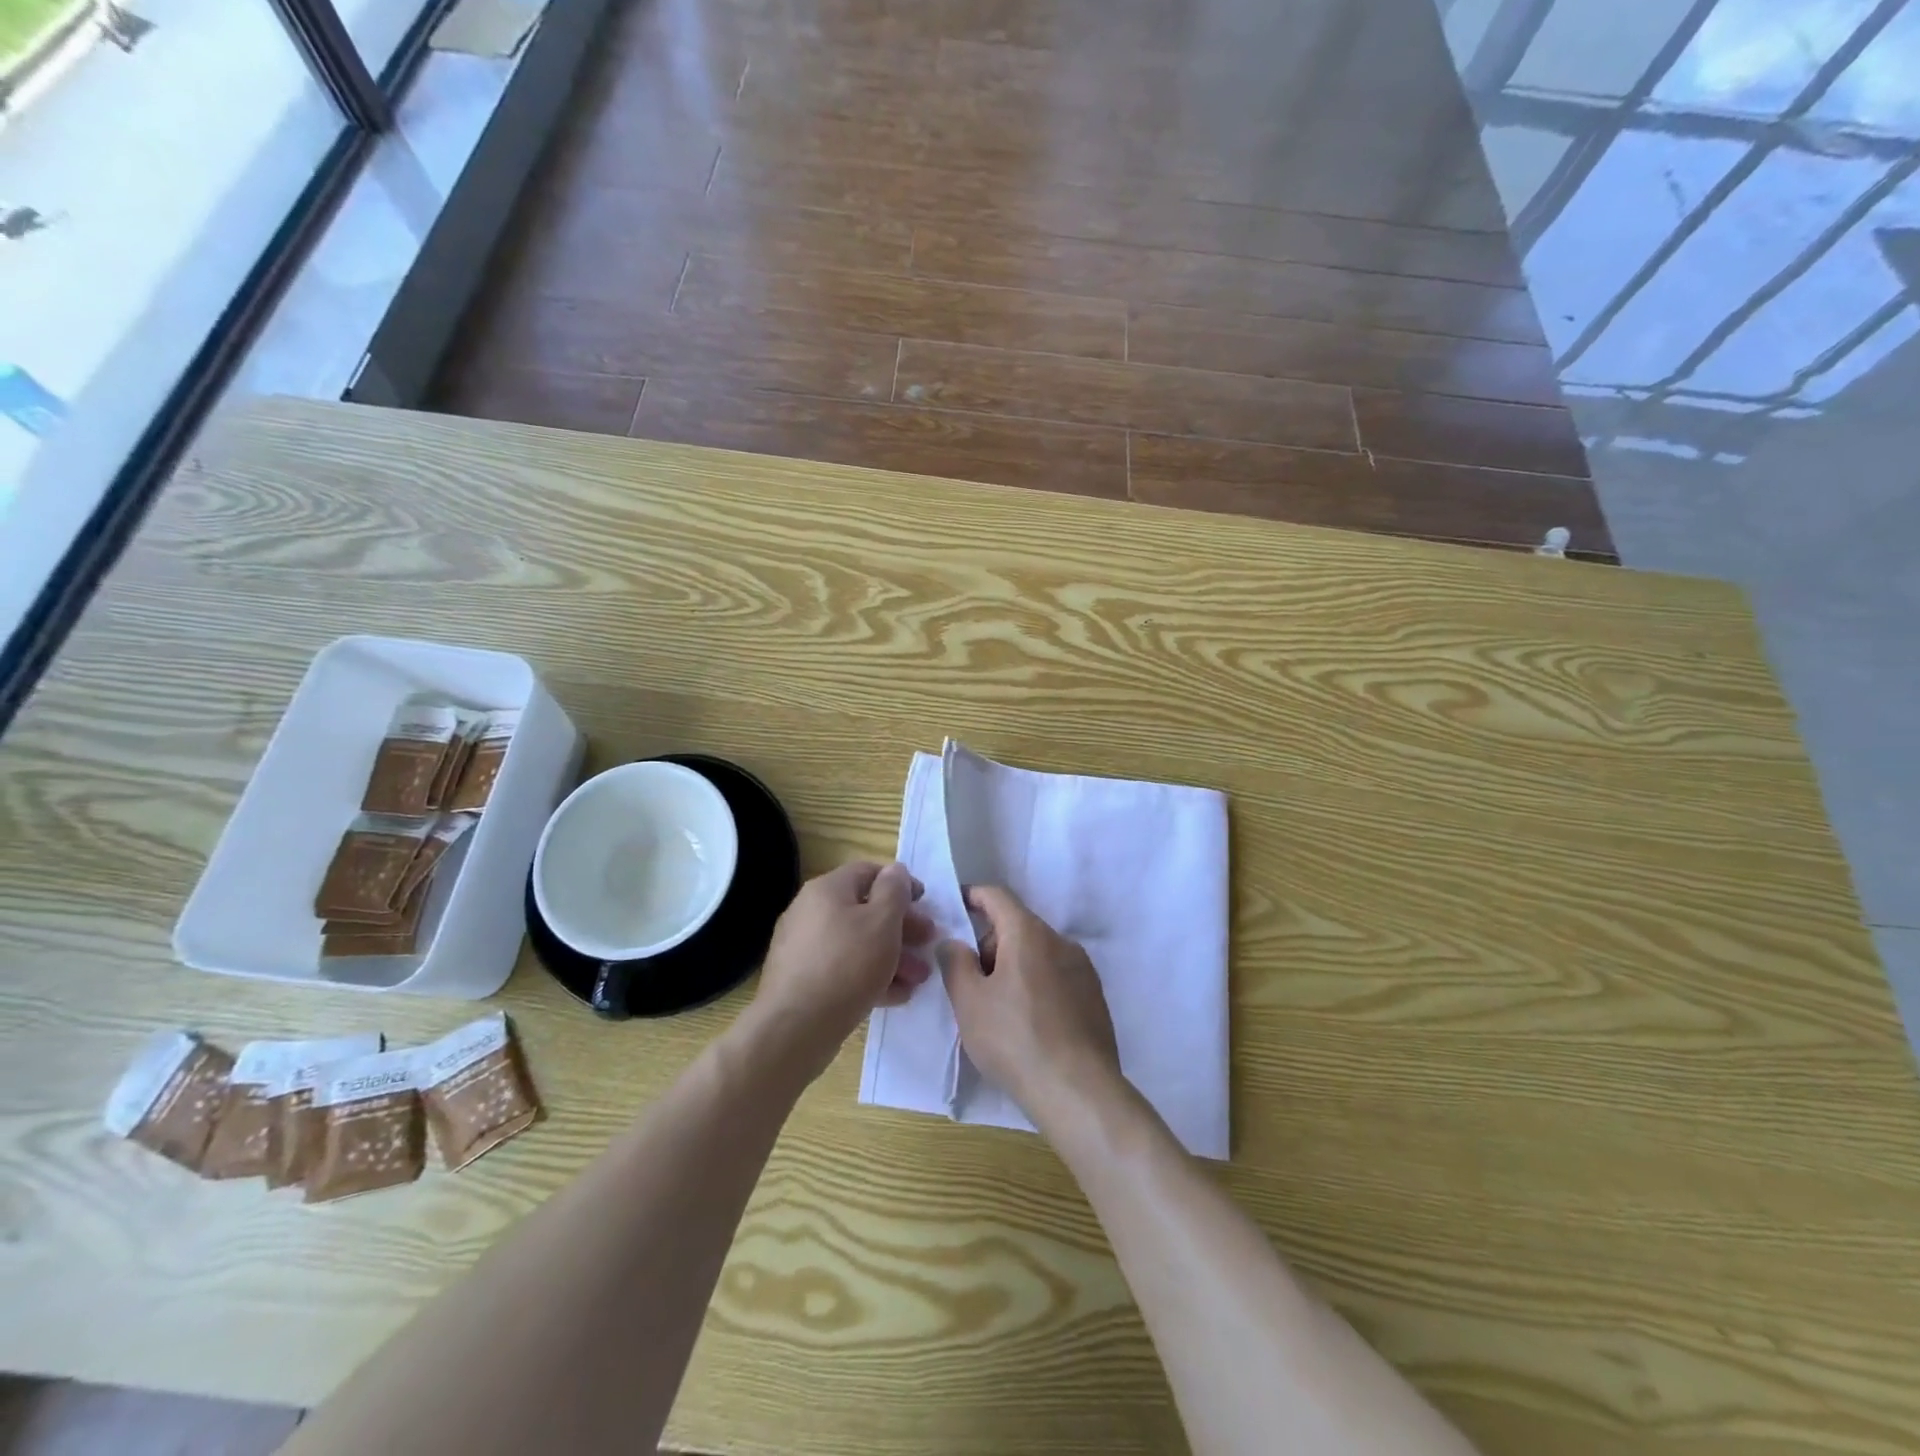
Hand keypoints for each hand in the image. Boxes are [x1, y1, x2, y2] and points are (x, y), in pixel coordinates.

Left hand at [751, 862, 933, 1079]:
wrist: (796, 1026)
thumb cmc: (847, 964)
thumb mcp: (882, 921)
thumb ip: (894, 890)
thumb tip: (896, 871)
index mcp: (827, 889)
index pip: (869, 872)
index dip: (901, 883)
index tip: (925, 904)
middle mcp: (810, 911)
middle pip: (864, 910)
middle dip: (901, 928)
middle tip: (928, 944)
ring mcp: (803, 947)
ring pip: (857, 943)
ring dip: (891, 956)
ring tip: (918, 979)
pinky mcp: (802, 979)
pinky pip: (843, 969)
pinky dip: (870, 976)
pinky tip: (896, 995)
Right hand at [939, 885, 1122, 1122]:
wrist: (1078, 1091)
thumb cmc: (1014, 1039)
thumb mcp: (969, 1002)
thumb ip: (955, 962)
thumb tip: (954, 941)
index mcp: (1028, 933)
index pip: (997, 896)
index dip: (973, 896)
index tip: (956, 906)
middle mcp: (1060, 941)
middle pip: (1018, 926)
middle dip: (990, 944)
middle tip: (970, 981)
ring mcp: (1083, 969)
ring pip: (1038, 953)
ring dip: (1014, 967)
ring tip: (997, 1009)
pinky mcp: (1094, 997)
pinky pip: (1057, 977)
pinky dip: (1036, 985)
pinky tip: (1027, 1024)